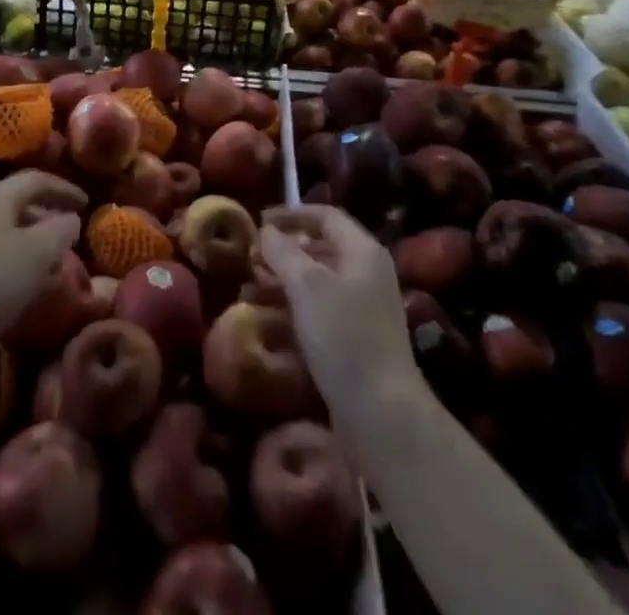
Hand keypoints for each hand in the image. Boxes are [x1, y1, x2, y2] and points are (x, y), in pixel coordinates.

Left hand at [0, 173, 84, 420]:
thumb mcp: (39, 253)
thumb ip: (61, 229)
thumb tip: (70, 219)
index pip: (36, 179)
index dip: (64, 189)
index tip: (87, 203)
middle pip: (14, 203)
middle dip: (44, 215)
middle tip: (67, 233)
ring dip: (26, 242)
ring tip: (46, 264)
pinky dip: (6, 262)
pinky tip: (16, 287)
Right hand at [258, 205, 422, 425]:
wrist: (382, 415)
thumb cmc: (344, 336)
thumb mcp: (307, 286)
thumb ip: (283, 252)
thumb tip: (267, 230)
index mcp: (362, 251)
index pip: (325, 216)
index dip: (291, 214)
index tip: (259, 220)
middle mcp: (366, 274)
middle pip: (319, 250)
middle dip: (282, 252)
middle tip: (250, 259)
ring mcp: (362, 310)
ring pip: (315, 285)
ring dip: (281, 284)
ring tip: (247, 293)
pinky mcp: (354, 342)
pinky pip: (317, 314)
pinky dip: (291, 312)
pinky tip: (263, 324)